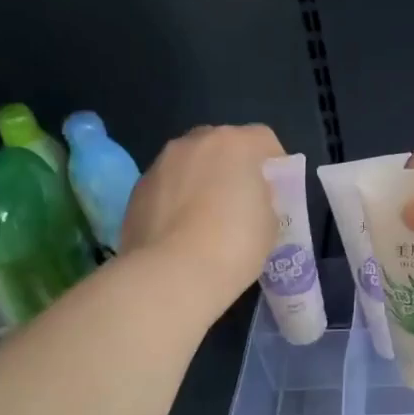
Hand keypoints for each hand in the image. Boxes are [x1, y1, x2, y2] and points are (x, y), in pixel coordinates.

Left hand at [123, 124, 283, 310]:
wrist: (172, 275)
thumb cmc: (234, 245)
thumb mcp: (269, 223)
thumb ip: (262, 199)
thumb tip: (248, 199)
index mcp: (234, 144)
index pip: (264, 139)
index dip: (275, 163)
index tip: (277, 190)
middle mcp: (193, 143)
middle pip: (221, 145)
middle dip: (232, 167)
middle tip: (240, 202)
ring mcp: (160, 165)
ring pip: (188, 165)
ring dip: (200, 182)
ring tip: (205, 221)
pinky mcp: (136, 191)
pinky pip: (166, 188)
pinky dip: (175, 201)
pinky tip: (180, 234)